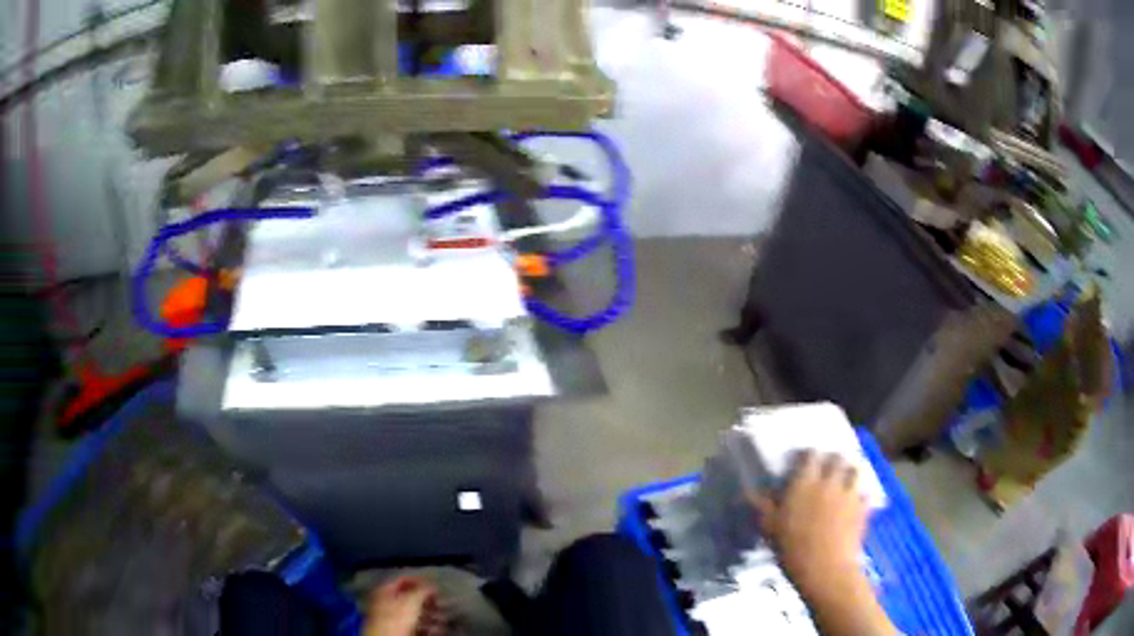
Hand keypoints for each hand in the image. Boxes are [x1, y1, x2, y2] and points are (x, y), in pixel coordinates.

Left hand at [363, 576, 446, 635]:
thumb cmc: (397, 617)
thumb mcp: (412, 599)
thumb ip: (422, 590)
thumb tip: (432, 586)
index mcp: (384, 590)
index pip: (402, 580)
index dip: (419, 580)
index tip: (434, 584)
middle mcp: (386, 602)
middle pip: (410, 597)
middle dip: (427, 600)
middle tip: (439, 602)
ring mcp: (392, 617)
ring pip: (415, 613)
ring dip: (430, 614)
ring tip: (442, 617)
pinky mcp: (399, 630)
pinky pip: (416, 625)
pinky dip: (427, 626)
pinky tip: (437, 628)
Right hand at [748, 452, 869, 595]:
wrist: (825, 570)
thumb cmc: (792, 549)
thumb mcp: (770, 529)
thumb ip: (762, 506)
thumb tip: (749, 490)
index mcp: (804, 483)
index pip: (810, 455)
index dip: (808, 455)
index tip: (804, 459)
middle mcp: (829, 481)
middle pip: (837, 458)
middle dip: (833, 460)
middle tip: (827, 468)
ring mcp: (849, 493)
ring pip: (855, 470)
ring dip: (850, 472)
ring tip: (845, 479)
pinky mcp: (863, 508)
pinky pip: (865, 494)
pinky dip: (861, 495)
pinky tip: (856, 503)